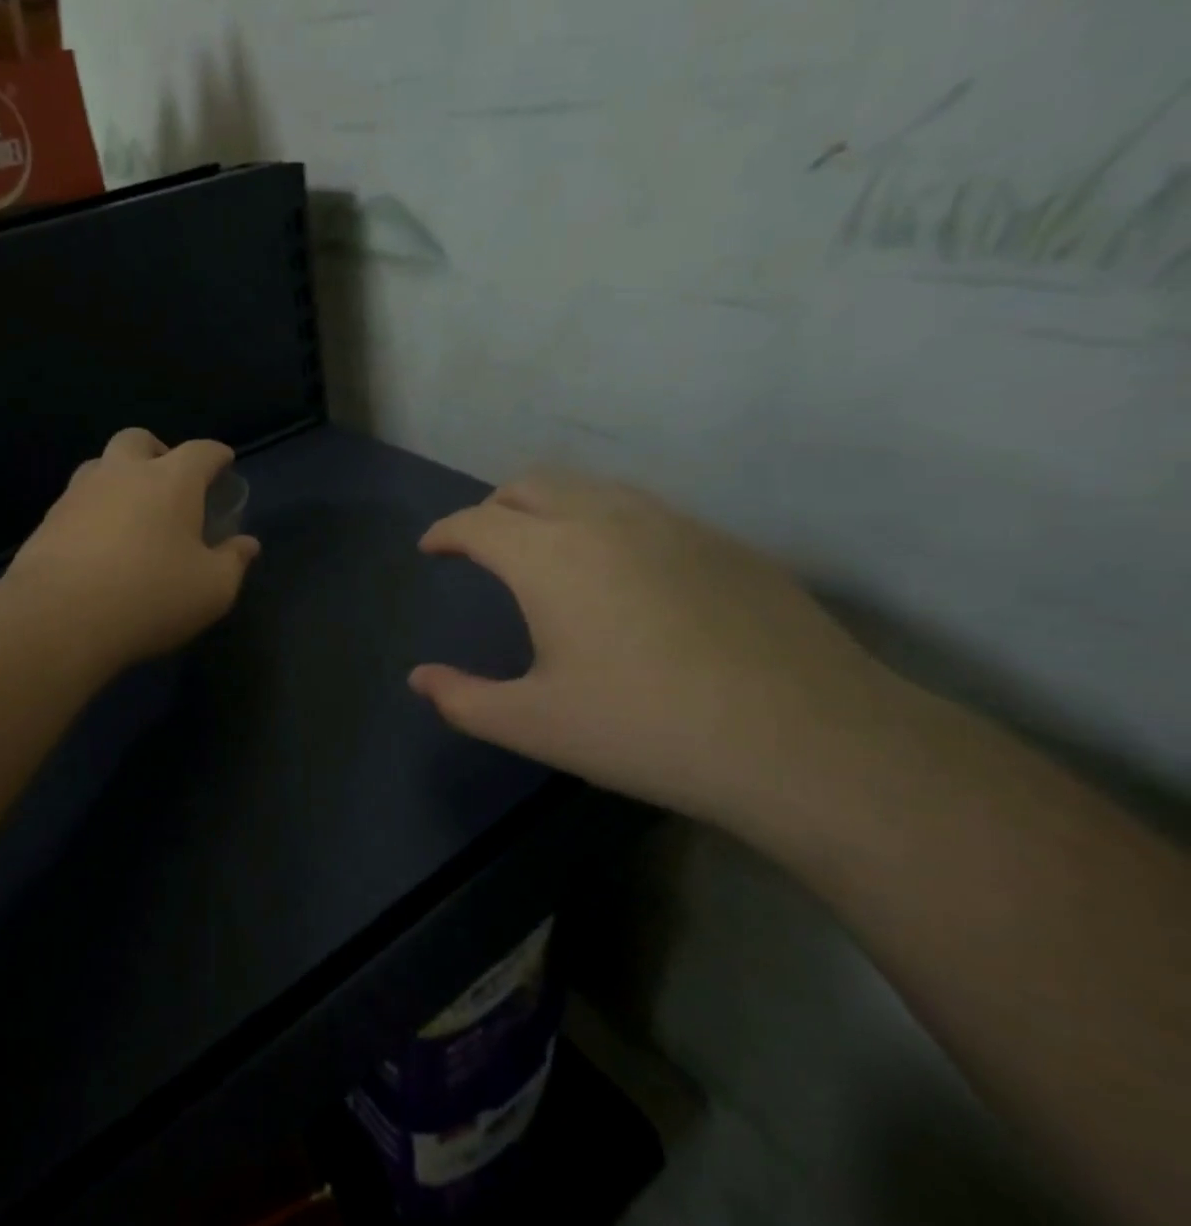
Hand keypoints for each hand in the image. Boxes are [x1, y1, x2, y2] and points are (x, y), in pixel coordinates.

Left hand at [5, 429, 260, 670]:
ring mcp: (79, 493)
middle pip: (139, 440)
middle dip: (158, 451)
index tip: (224, 462)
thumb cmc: (150, 597)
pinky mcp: (48, 520)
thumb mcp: (211, 590)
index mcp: (171, 481)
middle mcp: (122, 473)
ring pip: (101, 465)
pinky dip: (94, 509)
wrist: (59, 618)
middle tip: (170, 481)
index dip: (216, 455)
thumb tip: (247, 544)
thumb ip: (233, 562)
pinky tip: (99, 541)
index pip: (201, 452)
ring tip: (132, 510)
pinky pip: (78, 500)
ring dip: (120, 476)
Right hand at [409, 467, 904, 828]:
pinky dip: (605, 521)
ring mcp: (671, 523)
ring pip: (589, 488)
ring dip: (550, 506)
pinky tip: (622, 571)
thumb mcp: (535, 724)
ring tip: (546, 548)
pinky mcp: (722, 541)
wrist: (807, 740)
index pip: (477, 522)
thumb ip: (463, 699)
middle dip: (493, 506)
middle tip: (483, 543)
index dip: (445, 532)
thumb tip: (419, 679)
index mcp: (548, 556)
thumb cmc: (647, 730)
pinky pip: (642, 509)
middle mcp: (604, 519)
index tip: (431, 548)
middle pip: (530, 484)